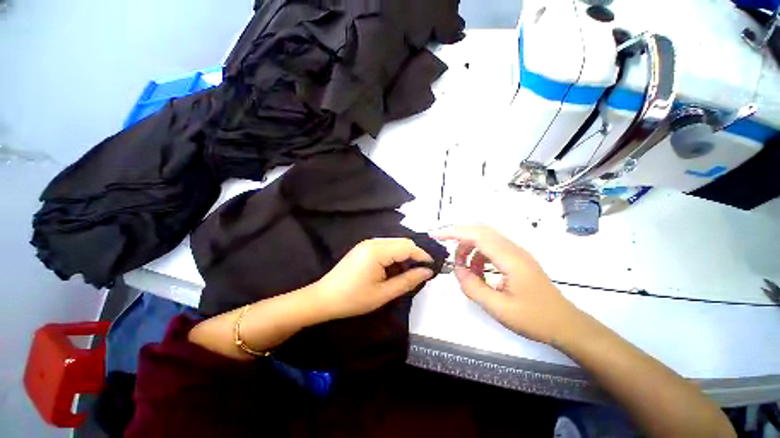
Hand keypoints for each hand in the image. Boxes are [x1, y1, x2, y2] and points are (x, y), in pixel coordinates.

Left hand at [312, 238, 434, 321]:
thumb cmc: (353, 299)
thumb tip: (428, 272)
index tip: (432, 267)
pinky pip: (385, 247)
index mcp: (377, 251)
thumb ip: (408, 281)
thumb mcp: (384, 293)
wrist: (324, 298)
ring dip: (404, 256)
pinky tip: (393, 270)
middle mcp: (373, 241)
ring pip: (394, 244)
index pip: (407, 247)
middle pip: (402, 242)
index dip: (422, 255)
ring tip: (407, 273)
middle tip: (421, 272)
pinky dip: (394, 256)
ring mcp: (367, 243)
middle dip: (414, 255)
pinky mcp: (363, 248)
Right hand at [434, 225, 578, 344]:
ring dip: (469, 247)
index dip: (454, 232)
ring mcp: (516, 253)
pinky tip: (478, 271)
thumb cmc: (534, 319)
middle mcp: (513, 249)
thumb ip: (473, 286)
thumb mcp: (498, 308)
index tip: (437, 235)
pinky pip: (492, 248)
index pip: (477, 235)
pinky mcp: (517, 258)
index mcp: (510, 259)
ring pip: (486, 238)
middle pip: (481, 230)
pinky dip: (478, 255)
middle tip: (447, 251)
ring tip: (463, 267)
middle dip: (460, 237)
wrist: (566, 324)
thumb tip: (458, 269)